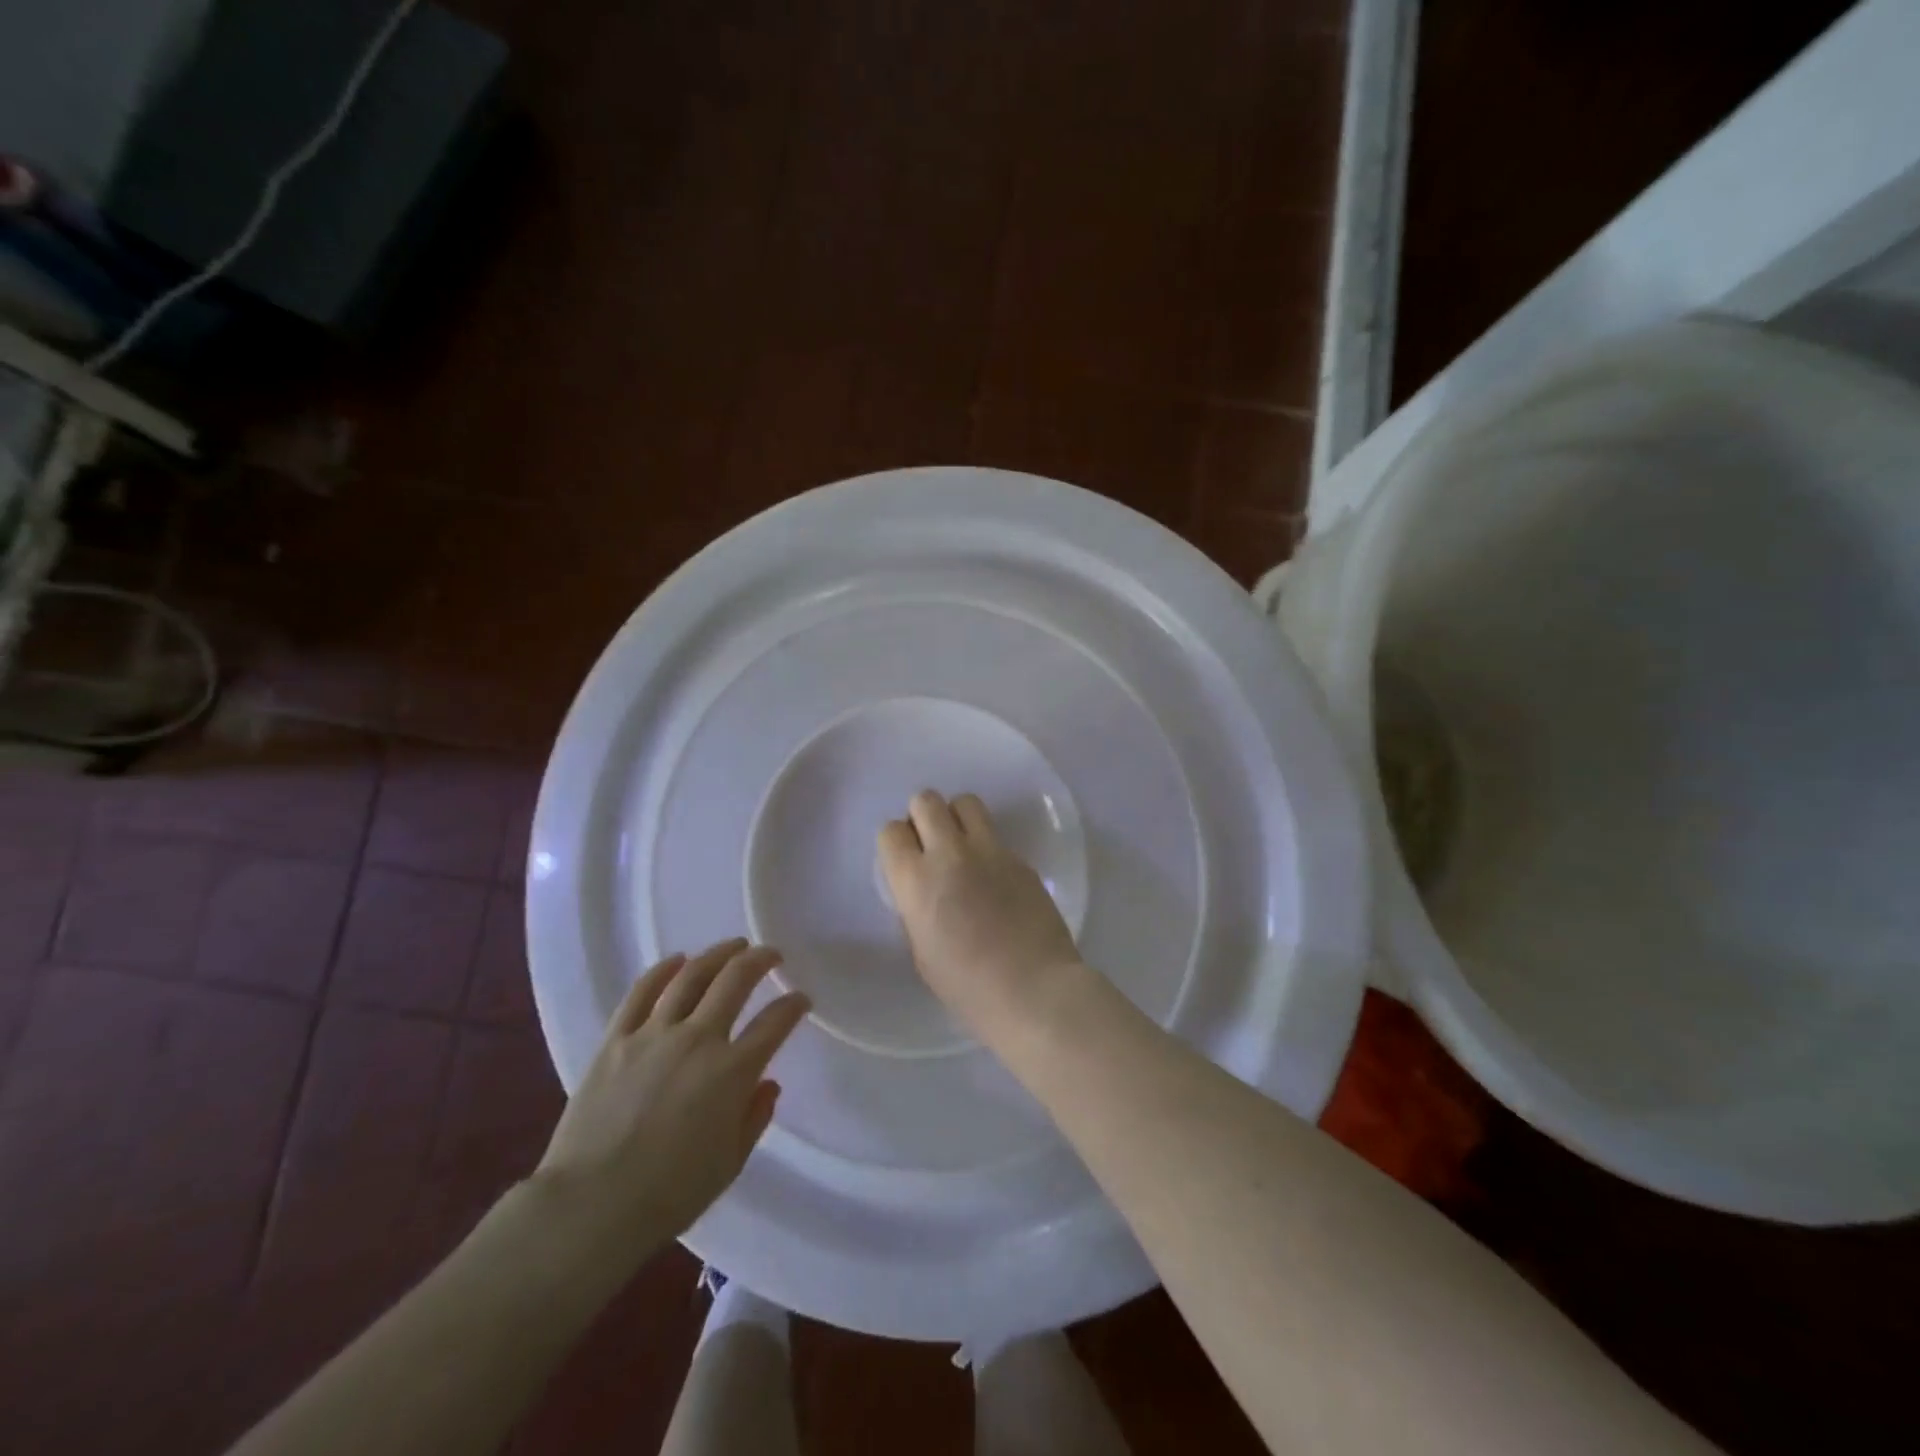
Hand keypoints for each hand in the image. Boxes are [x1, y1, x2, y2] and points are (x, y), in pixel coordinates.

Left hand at [530, 939, 808, 1260]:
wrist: (591, 1206)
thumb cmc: (669, 1194)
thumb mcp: (729, 1164)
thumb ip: (754, 1117)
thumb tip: (767, 1084)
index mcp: (733, 1071)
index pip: (775, 1023)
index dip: (793, 1006)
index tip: (801, 999)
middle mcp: (699, 1040)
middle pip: (735, 981)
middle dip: (760, 960)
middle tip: (771, 954)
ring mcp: (654, 1035)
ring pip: (692, 976)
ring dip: (718, 955)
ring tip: (733, 946)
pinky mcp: (616, 1040)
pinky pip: (642, 993)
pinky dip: (662, 971)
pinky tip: (677, 960)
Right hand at [877, 790, 1084, 1038]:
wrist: (1032, 989)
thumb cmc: (967, 986)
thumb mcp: (921, 951)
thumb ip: (915, 909)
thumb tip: (921, 891)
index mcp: (915, 881)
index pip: (890, 831)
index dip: (896, 843)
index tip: (905, 859)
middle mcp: (949, 854)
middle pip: (925, 801)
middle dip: (922, 817)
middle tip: (931, 845)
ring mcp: (989, 851)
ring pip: (965, 802)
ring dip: (957, 817)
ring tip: (963, 846)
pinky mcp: (1020, 858)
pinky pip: (995, 835)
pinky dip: (987, 846)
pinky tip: (995, 878)